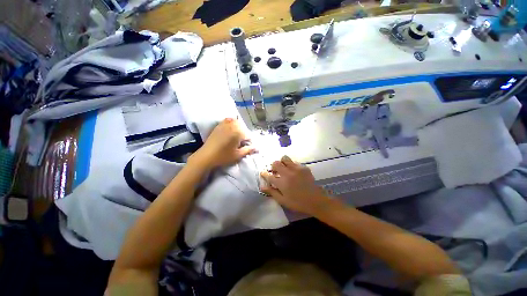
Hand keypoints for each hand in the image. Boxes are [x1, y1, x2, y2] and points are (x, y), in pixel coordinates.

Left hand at [189, 118, 255, 169]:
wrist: (206, 156)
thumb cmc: (223, 156)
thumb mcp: (238, 155)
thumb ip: (248, 150)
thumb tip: (257, 148)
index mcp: (238, 132)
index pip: (248, 135)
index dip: (249, 141)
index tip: (247, 146)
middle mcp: (232, 126)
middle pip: (243, 127)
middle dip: (244, 134)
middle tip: (242, 142)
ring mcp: (225, 124)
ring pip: (236, 122)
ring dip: (239, 128)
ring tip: (237, 136)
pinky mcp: (219, 125)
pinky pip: (228, 120)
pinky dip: (231, 122)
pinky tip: (231, 129)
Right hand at [260, 156, 330, 215]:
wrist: (315, 201)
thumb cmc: (297, 203)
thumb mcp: (283, 200)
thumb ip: (272, 192)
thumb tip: (262, 186)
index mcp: (282, 183)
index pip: (269, 175)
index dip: (264, 174)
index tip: (263, 173)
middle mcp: (288, 173)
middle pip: (276, 163)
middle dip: (273, 166)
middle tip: (275, 171)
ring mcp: (296, 169)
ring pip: (285, 158)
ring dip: (282, 162)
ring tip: (284, 169)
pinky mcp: (303, 167)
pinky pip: (294, 162)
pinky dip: (291, 165)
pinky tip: (293, 172)